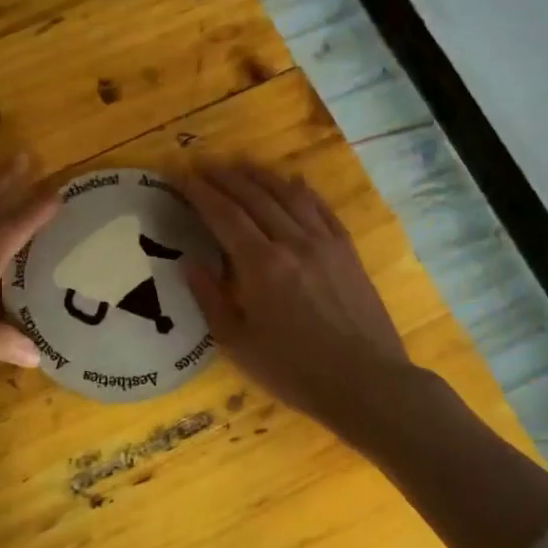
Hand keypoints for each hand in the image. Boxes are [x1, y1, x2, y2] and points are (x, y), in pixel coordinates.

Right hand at [184, 161, 412, 433]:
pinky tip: (293, 182)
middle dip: (226, 178)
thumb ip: (211, 299)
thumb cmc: (294, 371)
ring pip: (289, 195)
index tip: (181, 175)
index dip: (200, 193)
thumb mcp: (239, 344)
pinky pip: (322, 209)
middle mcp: (292, 242)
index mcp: (261, 265)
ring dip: (261, 176)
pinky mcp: (347, 251)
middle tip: (204, 165)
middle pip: (255, 197)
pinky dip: (303, 191)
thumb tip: (190, 263)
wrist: (365, 382)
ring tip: (241, 165)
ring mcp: (325, 243)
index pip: (224, 215)